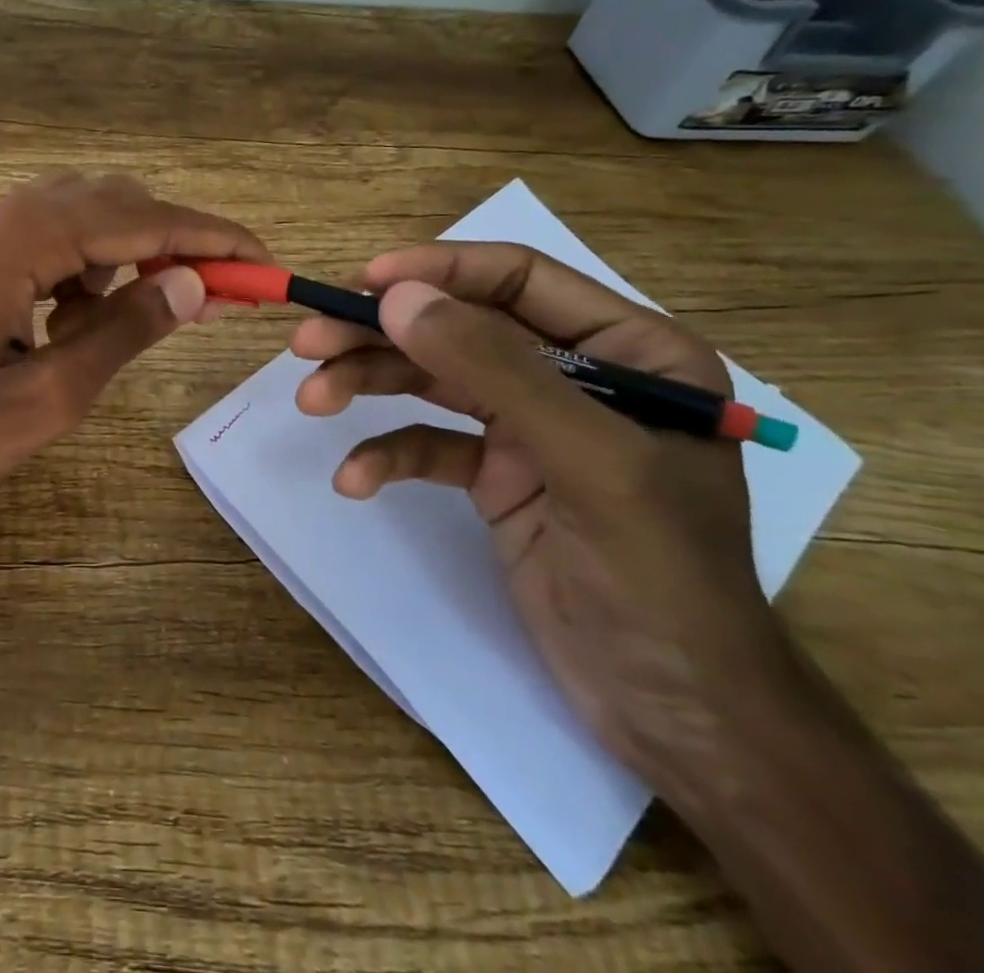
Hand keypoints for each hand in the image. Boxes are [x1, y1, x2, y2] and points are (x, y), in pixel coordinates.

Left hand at [0, 172, 269, 525]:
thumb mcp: (45, 397)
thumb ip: (122, 332)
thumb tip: (192, 284)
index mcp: (24, 240)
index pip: (143, 220)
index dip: (212, 238)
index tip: (266, 262)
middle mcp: (2, 216)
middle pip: (113, 204)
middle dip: (175, 242)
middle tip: (221, 293)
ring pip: (78, 219)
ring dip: (126, 256)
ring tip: (146, 316)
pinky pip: (43, 244)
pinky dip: (81, 271)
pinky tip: (78, 321)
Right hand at [289, 243, 784, 783]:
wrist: (675, 713)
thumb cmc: (659, 576)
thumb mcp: (584, 460)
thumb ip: (494, 370)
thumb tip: (396, 297)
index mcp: (630, 351)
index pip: (520, 280)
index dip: (438, 270)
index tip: (362, 282)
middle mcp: (577, 377)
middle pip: (459, 329)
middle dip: (381, 335)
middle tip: (308, 343)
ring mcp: (531, 428)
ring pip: (433, 381)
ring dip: (368, 386)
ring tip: (312, 400)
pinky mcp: (497, 475)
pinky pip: (430, 444)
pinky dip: (388, 455)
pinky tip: (354, 479)